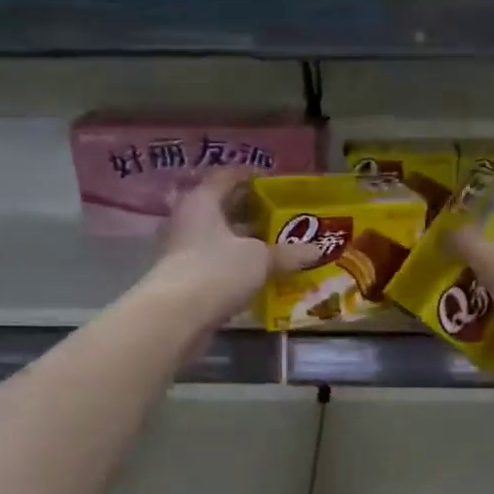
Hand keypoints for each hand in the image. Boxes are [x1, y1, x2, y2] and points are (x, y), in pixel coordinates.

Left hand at [149, 167, 310, 325]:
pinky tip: (260, 272)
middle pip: (224, 207)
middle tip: (283, 215)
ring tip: (278, 244)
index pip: (228, 176)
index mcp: (203, 200)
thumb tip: (317, 250)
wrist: (177, 316)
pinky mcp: (187, 276)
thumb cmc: (217, 270)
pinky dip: (237, 263)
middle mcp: (189, 218)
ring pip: (221, 236)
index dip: (252, 176)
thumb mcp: (260, 258)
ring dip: (245, 240)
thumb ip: (288, 253)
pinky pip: (217, 261)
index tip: (275, 183)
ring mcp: (185, 249)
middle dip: (252, 211)